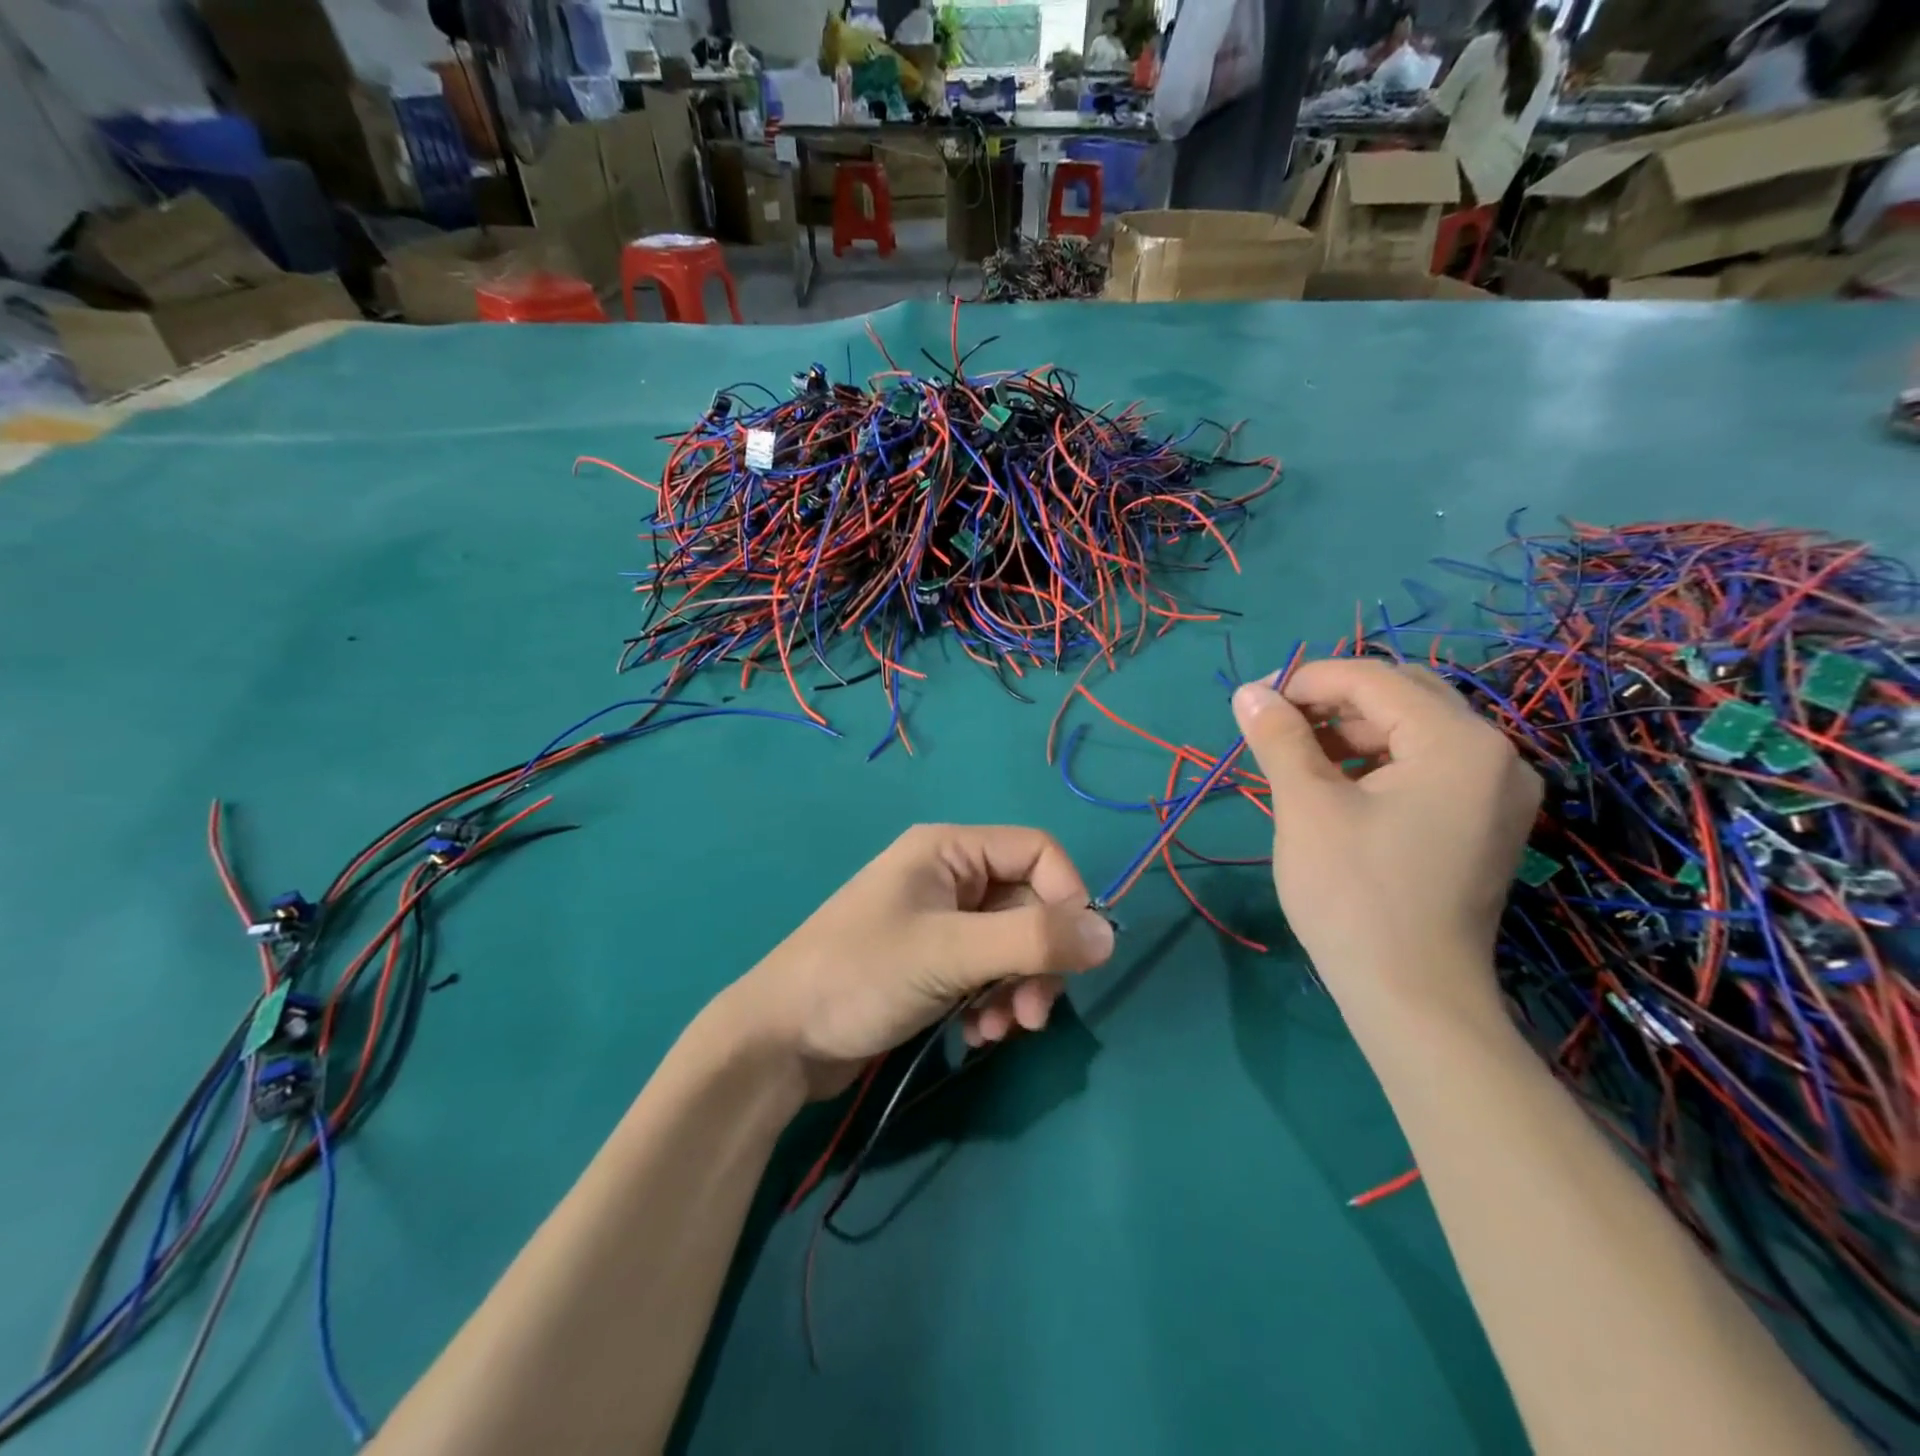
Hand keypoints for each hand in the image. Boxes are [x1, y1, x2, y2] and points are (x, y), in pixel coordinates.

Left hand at [724, 825, 1115, 1098]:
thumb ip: (1033, 940)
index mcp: (949, 850)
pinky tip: (976, 1034)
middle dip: (1039, 960)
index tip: (1075, 956)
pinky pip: (985, 972)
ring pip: (1011, 944)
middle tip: (1035, 1014)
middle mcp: (948, 877)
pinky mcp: (930, 963)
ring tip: (1001, 1031)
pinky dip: (992, 1001)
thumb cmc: (861, 976)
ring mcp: (938, 922)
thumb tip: (1111, 934)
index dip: (1068, 898)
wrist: (779, 1040)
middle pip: (1028, 904)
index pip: (1037, 853)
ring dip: (1018, 988)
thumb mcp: (951, 953)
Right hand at [1232, 660, 1540, 1011]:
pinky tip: (1338, 787)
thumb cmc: (1354, 894)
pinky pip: (1427, 765)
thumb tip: (1247, 692)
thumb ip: (1278, 736)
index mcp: (1459, 741)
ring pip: (1414, 730)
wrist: (1412, 996)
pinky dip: (1378, 762)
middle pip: (1402, 695)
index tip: (1255, 704)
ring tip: (1299, 759)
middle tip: (1276, 730)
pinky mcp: (1485, 821)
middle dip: (1332, 703)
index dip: (1307, 681)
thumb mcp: (1306, 806)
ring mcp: (1497, 790)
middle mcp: (1495, 754)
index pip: (1373, 678)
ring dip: (1352, 732)